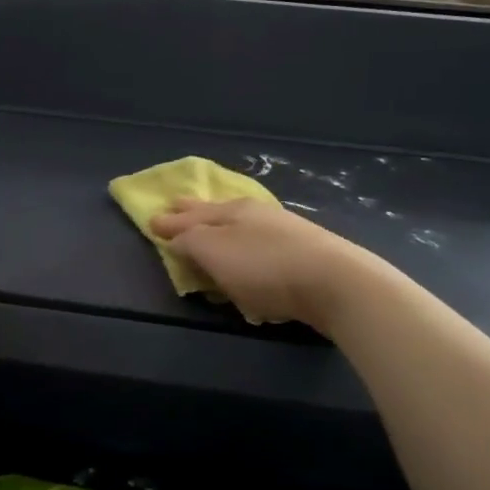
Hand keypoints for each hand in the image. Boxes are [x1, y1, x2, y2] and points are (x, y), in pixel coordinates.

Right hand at [149, 199, 374, 333]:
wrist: (336, 282)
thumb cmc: (265, 267)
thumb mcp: (215, 252)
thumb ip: (190, 241)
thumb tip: (172, 231)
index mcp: (231, 211)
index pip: (192, 214)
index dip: (171, 220)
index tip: (152, 219)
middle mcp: (257, 214)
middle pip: (218, 212)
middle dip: (196, 212)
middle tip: (178, 207)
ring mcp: (284, 230)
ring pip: (243, 225)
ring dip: (223, 227)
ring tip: (211, 229)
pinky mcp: (305, 252)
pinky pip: (263, 243)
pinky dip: (247, 245)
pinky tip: (251, 252)